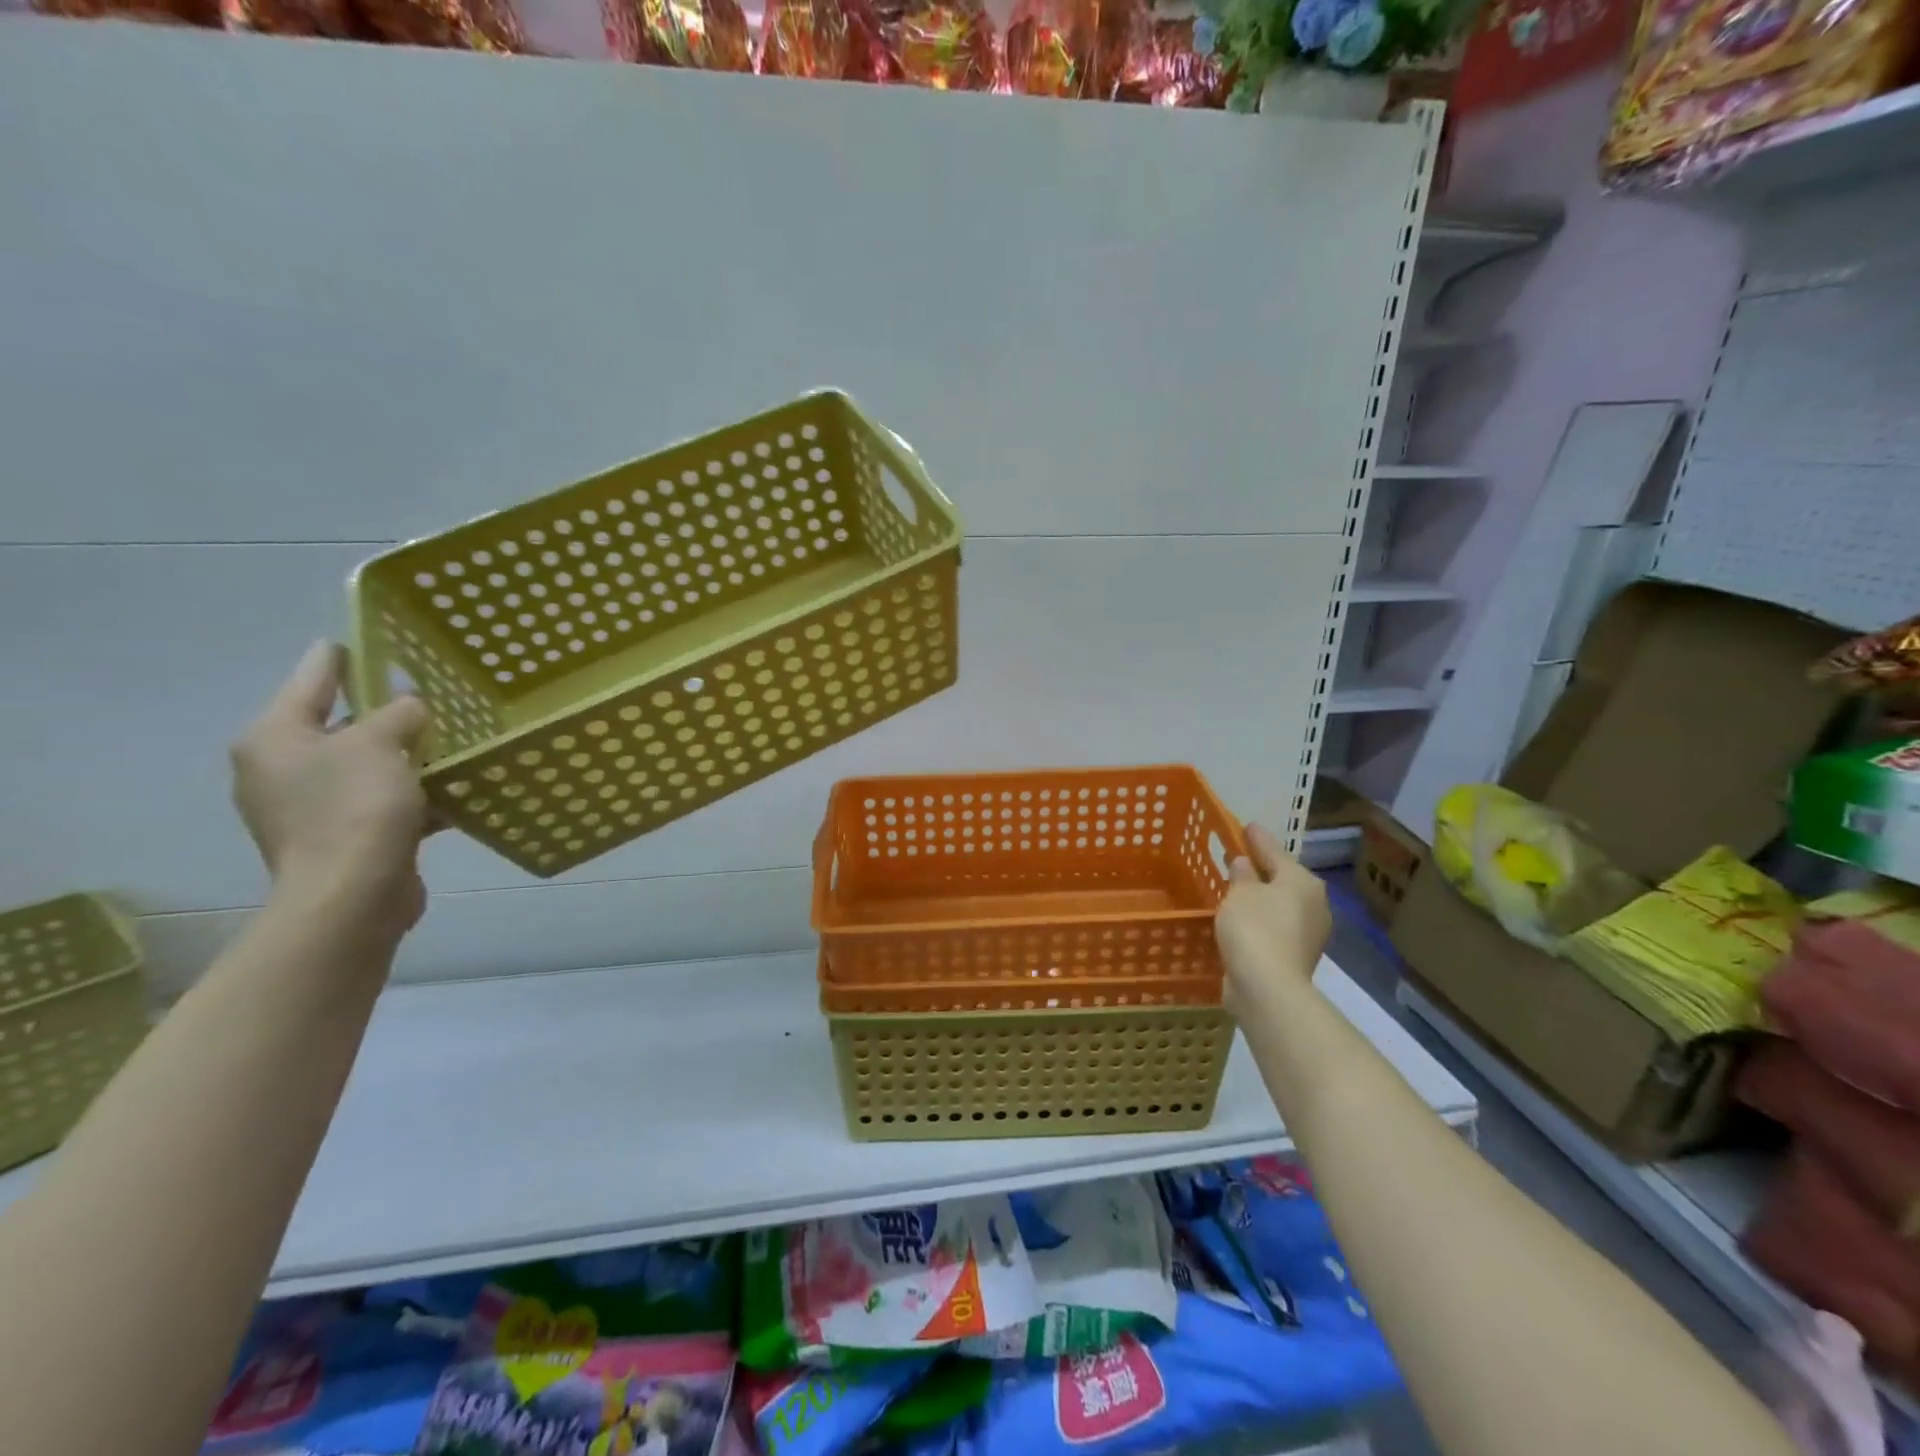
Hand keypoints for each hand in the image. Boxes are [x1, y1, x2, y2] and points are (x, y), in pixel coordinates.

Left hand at [231, 643, 433, 938]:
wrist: (353, 895)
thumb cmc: (355, 808)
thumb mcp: (380, 744)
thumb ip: (398, 714)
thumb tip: (411, 707)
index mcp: (274, 738)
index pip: (312, 679)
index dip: (342, 657)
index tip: (366, 638)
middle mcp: (282, 769)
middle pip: (341, 725)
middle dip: (386, 712)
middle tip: (430, 692)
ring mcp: (310, 807)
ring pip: (369, 765)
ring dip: (407, 755)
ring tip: (453, 738)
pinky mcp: (344, 836)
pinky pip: (384, 800)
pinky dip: (415, 792)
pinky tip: (455, 787)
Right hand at [1216, 823, 1330, 1007]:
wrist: (1268, 987)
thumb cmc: (1254, 928)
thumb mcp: (1240, 892)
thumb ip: (1241, 874)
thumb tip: (1244, 863)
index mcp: (1303, 881)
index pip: (1275, 851)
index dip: (1257, 839)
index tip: (1246, 826)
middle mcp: (1314, 904)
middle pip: (1282, 879)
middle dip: (1261, 871)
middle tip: (1238, 859)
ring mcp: (1308, 934)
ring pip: (1279, 905)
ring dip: (1260, 899)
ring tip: (1235, 891)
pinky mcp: (1296, 957)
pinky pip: (1274, 928)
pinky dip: (1260, 922)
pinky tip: (1241, 921)